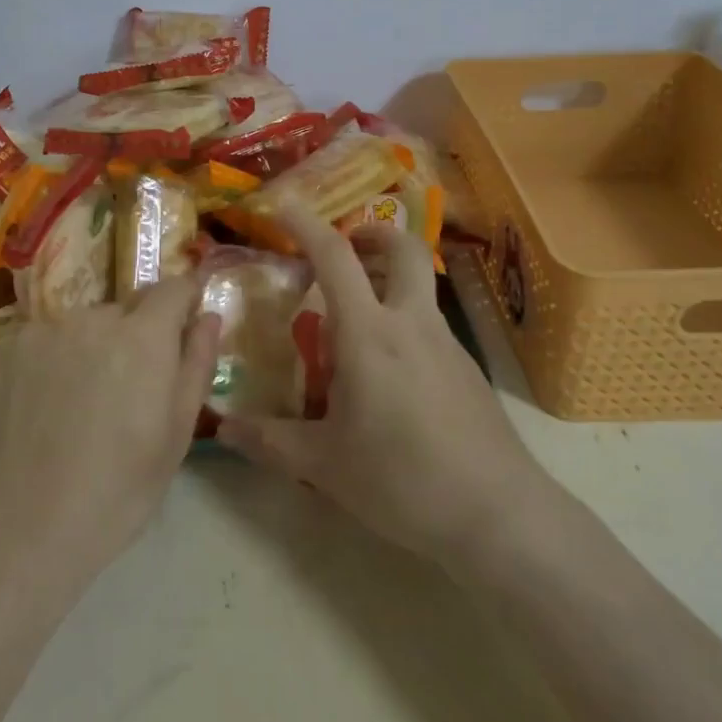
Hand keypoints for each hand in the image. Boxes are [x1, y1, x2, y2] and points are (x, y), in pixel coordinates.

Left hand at [0, 277, 219, 582]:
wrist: (20, 531)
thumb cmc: (116, 492)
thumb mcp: (176, 435)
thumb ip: (197, 364)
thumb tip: (208, 316)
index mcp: (143, 336)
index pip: (172, 288)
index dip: (182, 302)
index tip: (181, 325)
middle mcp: (91, 318)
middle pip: (122, 311)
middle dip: (131, 337)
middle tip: (122, 393)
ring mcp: (39, 330)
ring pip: (77, 327)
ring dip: (85, 350)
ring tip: (73, 407)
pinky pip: (36, 342)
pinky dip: (43, 364)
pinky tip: (36, 411)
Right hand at [215, 203, 556, 570]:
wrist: (499, 516)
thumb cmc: (403, 480)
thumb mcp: (324, 465)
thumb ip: (269, 441)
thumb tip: (223, 429)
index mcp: (370, 334)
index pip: (335, 257)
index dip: (306, 224)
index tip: (283, 205)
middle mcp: (412, 324)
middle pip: (404, 248)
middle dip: (372, 233)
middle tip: (344, 248)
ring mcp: (447, 344)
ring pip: (420, 285)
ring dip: (388, 277)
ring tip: (354, 314)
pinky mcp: (468, 370)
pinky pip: (429, 324)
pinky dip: (403, 319)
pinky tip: (388, 371)